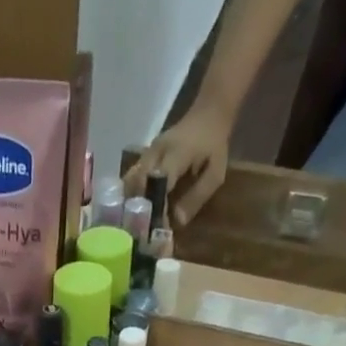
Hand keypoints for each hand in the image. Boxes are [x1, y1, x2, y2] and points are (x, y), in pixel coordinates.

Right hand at [126, 102, 233, 227]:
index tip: (158, 229)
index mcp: (175, 154)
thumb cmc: (214, 144)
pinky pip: (131, 177)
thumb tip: (178, 221)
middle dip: (138, 210)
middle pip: (137, 185)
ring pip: (130, 181)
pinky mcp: (144, 155)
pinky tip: (134, 210)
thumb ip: (197, 197)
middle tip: (142, 232)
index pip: (158, 185)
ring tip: (135, 224)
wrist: (208, 112)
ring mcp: (147, 152)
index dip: (156, 209)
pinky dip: (130, 195)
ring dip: (131, 204)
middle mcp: (156, 152)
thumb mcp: (215, 173)